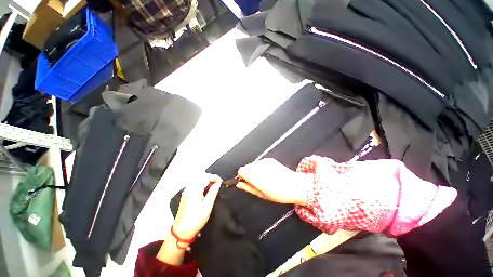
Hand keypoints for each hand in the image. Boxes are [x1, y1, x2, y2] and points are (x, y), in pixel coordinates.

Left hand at [173, 173, 222, 239]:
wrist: (181, 232)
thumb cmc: (195, 220)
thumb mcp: (207, 207)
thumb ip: (213, 193)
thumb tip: (218, 183)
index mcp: (195, 190)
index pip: (206, 177)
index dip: (215, 177)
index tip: (221, 182)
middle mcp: (189, 188)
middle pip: (202, 176)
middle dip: (211, 178)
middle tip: (219, 184)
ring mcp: (186, 190)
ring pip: (198, 179)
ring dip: (207, 180)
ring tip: (214, 186)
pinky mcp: (185, 194)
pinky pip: (195, 183)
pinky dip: (202, 183)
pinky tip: (206, 189)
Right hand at [236, 158, 311, 205]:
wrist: (296, 185)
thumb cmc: (278, 194)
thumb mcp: (261, 194)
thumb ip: (248, 187)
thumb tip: (239, 184)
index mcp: (255, 175)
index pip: (241, 170)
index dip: (242, 177)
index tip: (246, 182)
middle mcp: (259, 165)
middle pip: (246, 167)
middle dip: (248, 173)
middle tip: (256, 182)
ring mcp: (265, 161)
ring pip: (253, 164)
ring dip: (254, 170)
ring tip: (264, 178)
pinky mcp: (270, 159)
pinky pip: (260, 163)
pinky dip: (261, 167)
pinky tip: (269, 173)